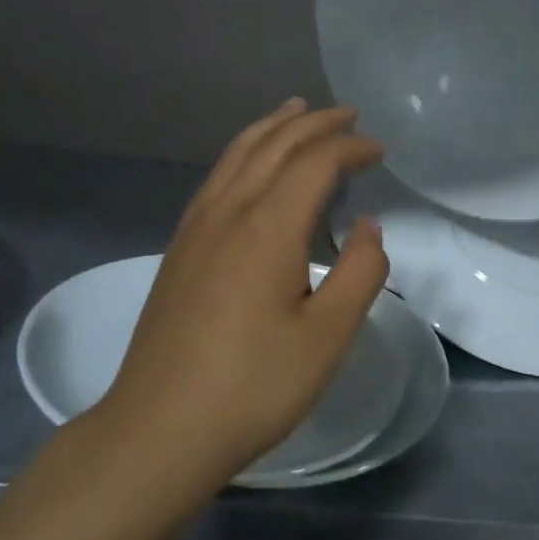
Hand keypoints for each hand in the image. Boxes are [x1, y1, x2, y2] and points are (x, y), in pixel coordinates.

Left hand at [100, 99, 390, 485]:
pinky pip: (217, 177)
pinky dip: (244, 152)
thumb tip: (370, 228)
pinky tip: (250, 165)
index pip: (314, 163)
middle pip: (273, 146)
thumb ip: (360, 274)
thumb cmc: (252, 387)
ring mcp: (195, 227)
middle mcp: (227, 212)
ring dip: (273, 128)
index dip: (350, 148)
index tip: (380, 150)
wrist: (159, 428)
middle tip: (349, 114)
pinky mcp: (179, 248)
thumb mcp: (327, 338)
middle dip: (315, 124)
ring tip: (297, 111)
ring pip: (237, 154)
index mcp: (267, 228)